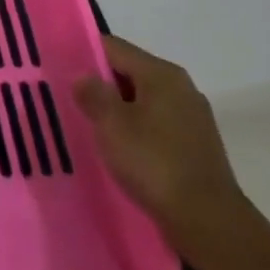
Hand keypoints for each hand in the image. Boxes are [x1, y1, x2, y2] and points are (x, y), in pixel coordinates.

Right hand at [73, 34, 252, 263]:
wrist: (209, 222)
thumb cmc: (155, 164)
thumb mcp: (112, 125)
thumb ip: (93, 94)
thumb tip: (83, 76)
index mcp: (162, 74)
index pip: (114, 47)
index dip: (85, 54)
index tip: (60, 67)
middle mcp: (181, 87)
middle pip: (131, 72)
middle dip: (102, 84)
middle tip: (71, 99)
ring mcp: (193, 117)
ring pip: (144, 101)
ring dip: (119, 110)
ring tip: (92, 126)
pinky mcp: (197, 145)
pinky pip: (157, 125)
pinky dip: (138, 130)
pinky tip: (122, 150)